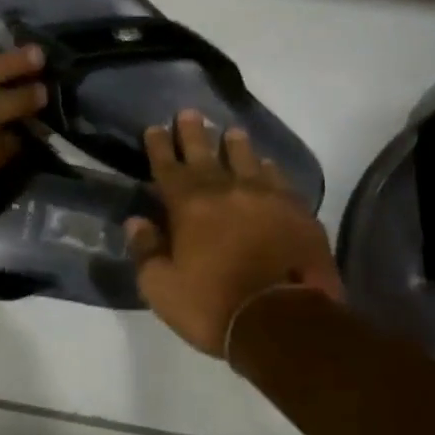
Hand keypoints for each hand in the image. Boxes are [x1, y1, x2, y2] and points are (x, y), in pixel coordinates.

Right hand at [127, 110, 341, 354]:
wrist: (285, 321)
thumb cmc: (214, 306)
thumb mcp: (162, 288)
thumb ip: (146, 251)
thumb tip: (136, 222)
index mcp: (189, 205)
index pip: (168, 167)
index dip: (159, 146)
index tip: (154, 128)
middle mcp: (226, 191)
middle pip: (206, 153)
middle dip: (194, 133)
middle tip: (189, 112)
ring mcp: (266, 197)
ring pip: (246, 160)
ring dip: (235, 145)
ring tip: (232, 131)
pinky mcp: (297, 212)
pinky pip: (279, 180)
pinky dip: (269, 169)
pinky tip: (267, 165)